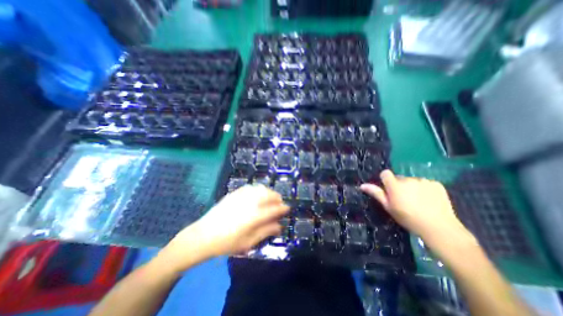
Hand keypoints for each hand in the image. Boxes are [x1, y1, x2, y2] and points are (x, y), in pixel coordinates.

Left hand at [158, 186, 289, 272]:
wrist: (203, 236)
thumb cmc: (226, 243)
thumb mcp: (248, 242)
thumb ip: (265, 232)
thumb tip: (279, 226)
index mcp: (254, 217)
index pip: (274, 209)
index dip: (283, 208)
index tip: (287, 208)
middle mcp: (249, 203)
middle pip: (268, 195)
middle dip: (277, 198)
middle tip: (280, 203)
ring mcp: (241, 196)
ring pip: (260, 189)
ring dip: (269, 192)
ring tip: (271, 197)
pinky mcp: (234, 193)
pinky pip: (250, 187)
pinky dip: (258, 189)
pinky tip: (259, 193)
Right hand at [361, 170, 471, 246]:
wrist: (439, 228)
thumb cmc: (408, 218)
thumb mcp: (389, 207)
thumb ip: (376, 193)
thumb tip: (362, 185)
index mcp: (395, 185)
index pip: (385, 173)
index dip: (385, 180)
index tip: (389, 190)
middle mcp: (408, 179)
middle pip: (399, 178)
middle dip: (399, 186)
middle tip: (404, 200)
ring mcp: (423, 181)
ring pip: (412, 181)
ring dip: (412, 187)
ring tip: (418, 201)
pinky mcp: (436, 184)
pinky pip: (425, 183)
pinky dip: (425, 189)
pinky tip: (429, 200)